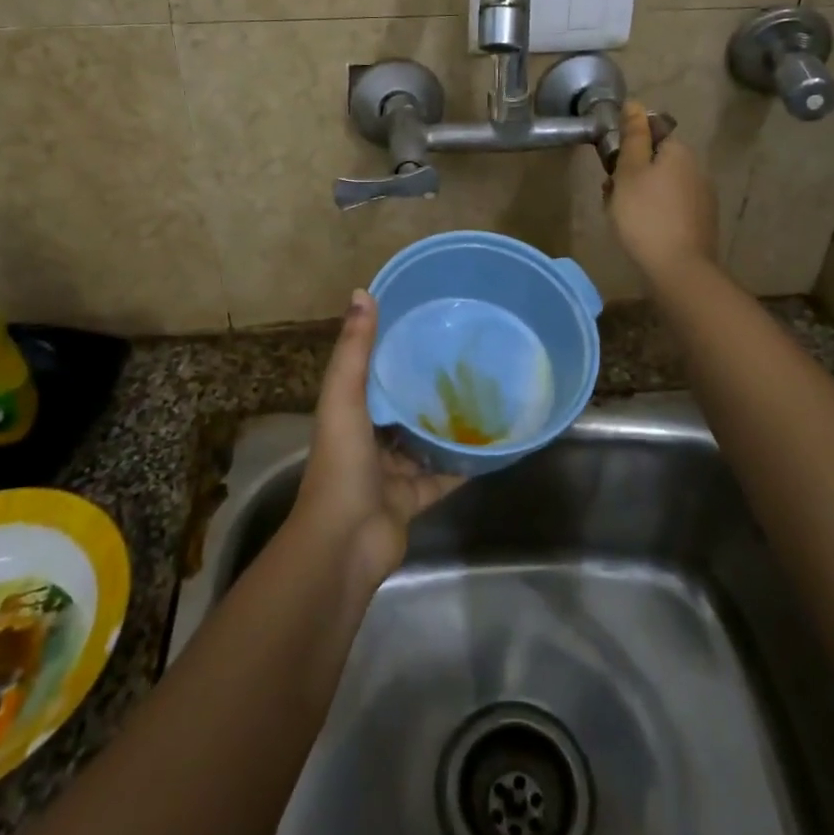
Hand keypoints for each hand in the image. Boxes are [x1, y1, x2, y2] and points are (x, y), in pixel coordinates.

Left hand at [292, 290, 462, 584]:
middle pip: (402, 409)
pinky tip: (491, 444)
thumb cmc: (342, 463)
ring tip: (483, 395)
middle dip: (426, 388)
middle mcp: (369, 441)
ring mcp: (391, 473)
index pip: (373, 376)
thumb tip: (363, 291)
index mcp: (350, 414)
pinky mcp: (414, 499)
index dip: (394, 353)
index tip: (426, 327)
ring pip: (424, 443)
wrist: (345, 542)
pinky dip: (463, 463)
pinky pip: (444, 476)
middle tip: (465, 360)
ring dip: (447, 425)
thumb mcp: (344, 397)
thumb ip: (355, 349)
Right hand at [606, 99, 718, 283]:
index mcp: (679, 151)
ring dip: (639, 195)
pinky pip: (670, 207)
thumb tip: (635, 103)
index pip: (651, 134)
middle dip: (631, 174)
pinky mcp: (700, 222)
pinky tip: (641, 232)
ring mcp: (702, 197)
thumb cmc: (645, 215)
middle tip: (611, 196)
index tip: (611, 168)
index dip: (627, 148)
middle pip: (655, 161)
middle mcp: (696, 169)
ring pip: (661, 186)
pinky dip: (653, 213)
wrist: (678, 269)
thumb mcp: (629, 171)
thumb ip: (632, 136)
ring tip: (621, 218)